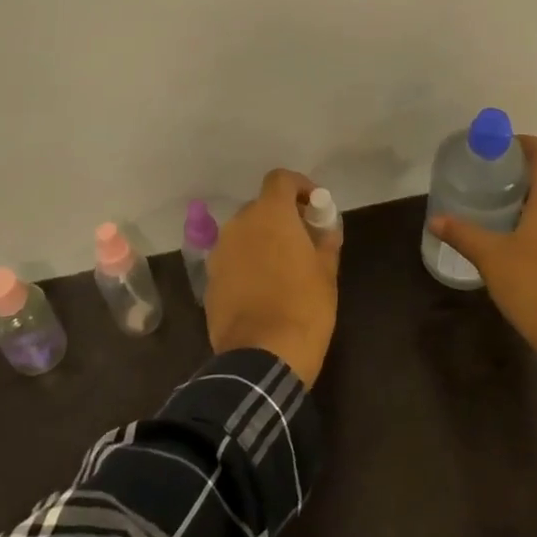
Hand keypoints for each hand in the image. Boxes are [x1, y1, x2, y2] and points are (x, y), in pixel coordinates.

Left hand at [205, 169, 341, 386]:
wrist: (261, 357)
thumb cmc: (304, 307)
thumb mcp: (326, 273)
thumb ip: (325, 243)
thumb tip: (326, 230)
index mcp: (270, 215)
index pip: (280, 179)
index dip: (300, 187)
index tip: (315, 207)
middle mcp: (239, 225)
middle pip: (261, 207)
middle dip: (282, 218)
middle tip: (304, 241)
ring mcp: (220, 252)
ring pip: (244, 234)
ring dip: (263, 241)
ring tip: (284, 268)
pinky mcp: (210, 280)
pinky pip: (233, 259)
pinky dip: (248, 264)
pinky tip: (264, 290)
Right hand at [430, 136, 536, 358]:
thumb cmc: (533, 282)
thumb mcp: (490, 257)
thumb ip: (463, 234)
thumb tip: (435, 220)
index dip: (527, 144)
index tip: (504, 146)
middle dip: (522, 180)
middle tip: (491, 184)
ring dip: (531, 207)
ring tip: (500, 216)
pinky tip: (518, 248)